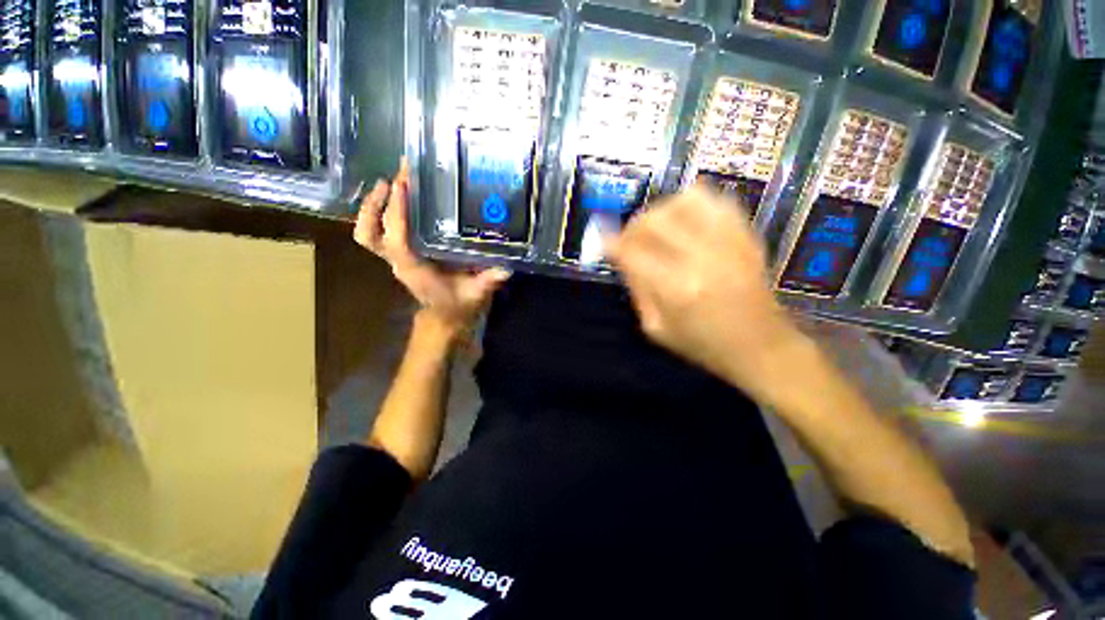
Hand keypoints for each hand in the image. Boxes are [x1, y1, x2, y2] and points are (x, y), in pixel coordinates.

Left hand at [354, 158, 510, 337]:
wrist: (449, 316)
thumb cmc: (460, 304)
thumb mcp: (477, 294)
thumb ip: (488, 281)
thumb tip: (505, 268)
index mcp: (414, 269)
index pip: (396, 240)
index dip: (396, 213)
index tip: (403, 186)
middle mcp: (400, 261)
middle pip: (369, 233)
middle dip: (374, 205)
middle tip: (392, 179)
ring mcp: (398, 257)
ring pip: (370, 231)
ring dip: (375, 205)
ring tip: (392, 181)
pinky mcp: (403, 253)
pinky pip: (384, 231)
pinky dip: (386, 211)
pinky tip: (404, 195)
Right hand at [605, 186, 810, 400]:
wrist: (761, 345)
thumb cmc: (703, 344)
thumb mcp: (656, 329)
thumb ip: (637, 290)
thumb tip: (622, 258)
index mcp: (674, 289)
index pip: (631, 252)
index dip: (612, 243)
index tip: (604, 241)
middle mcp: (699, 258)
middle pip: (653, 221)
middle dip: (632, 226)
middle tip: (629, 239)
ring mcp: (727, 242)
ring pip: (683, 202)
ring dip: (660, 210)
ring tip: (657, 226)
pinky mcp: (745, 235)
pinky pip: (715, 201)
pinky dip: (693, 202)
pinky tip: (685, 218)